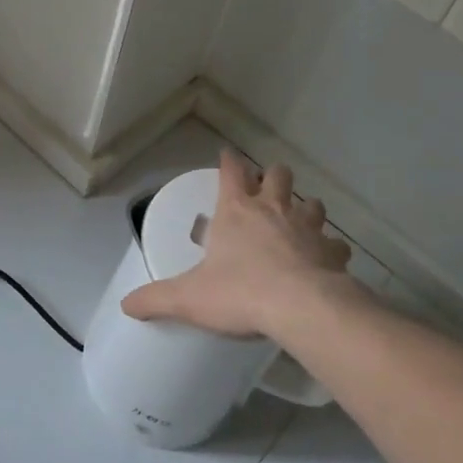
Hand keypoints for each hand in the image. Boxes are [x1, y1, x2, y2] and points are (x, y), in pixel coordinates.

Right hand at [122, 149, 350, 337]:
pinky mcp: (331, 251)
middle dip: (273, 176)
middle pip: (278, 174)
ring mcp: (306, 227)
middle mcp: (273, 209)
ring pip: (312, 202)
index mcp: (236, 210)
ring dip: (305, 208)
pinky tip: (327, 260)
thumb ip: (157, 299)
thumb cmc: (240, 292)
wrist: (301, 308)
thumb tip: (126, 305)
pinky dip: (331, 249)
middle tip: (267, 188)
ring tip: (299, 220)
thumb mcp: (190, 298)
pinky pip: (335, 244)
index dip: (229, 161)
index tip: (228, 154)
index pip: (231, 171)